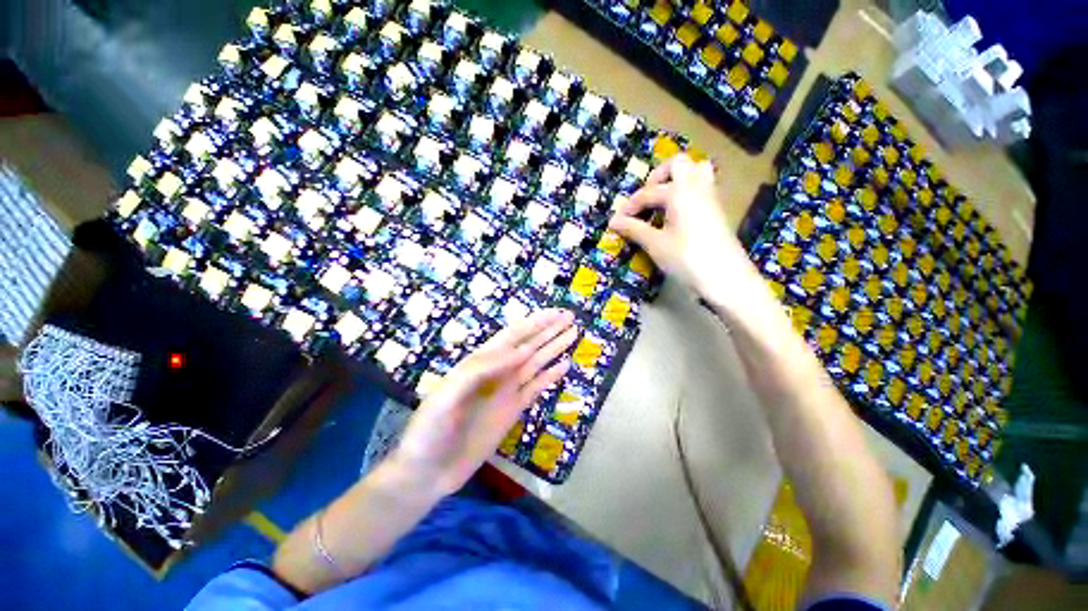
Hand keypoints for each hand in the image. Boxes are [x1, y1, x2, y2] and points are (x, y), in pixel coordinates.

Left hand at [393, 309, 577, 495]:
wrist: (428, 472)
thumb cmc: (430, 430)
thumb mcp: (448, 395)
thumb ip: (481, 369)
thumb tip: (521, 351)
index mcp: (479, 363)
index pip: (511, 336)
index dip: (533, 323)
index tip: (554, 314)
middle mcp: (497, 372)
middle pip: (528, 345)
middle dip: (548, 330)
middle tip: (570, 317)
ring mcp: (507, 391)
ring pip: (536, 363)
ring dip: (554, 348)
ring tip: (573, 333)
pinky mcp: (513, 410)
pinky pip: (536, 388)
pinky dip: (551, 376)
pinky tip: (564, 365)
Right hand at [608, 154, 756, 302]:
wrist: (725, 277)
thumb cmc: (686, 258)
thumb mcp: (655, 244)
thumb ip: (634, 229)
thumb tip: (613, 221)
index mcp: (679, 191)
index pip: (648, 192)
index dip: (630, 207)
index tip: (617, 222)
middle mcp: (697, 186)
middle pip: (678, 164)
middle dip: (658, 177)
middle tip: (646, 198)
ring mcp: (711, 196)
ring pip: (696, 171)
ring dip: (677, 180)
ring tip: (662, 201)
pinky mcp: (717, 209)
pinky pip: (703, 187)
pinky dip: (687, 192)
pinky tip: (676, 214)